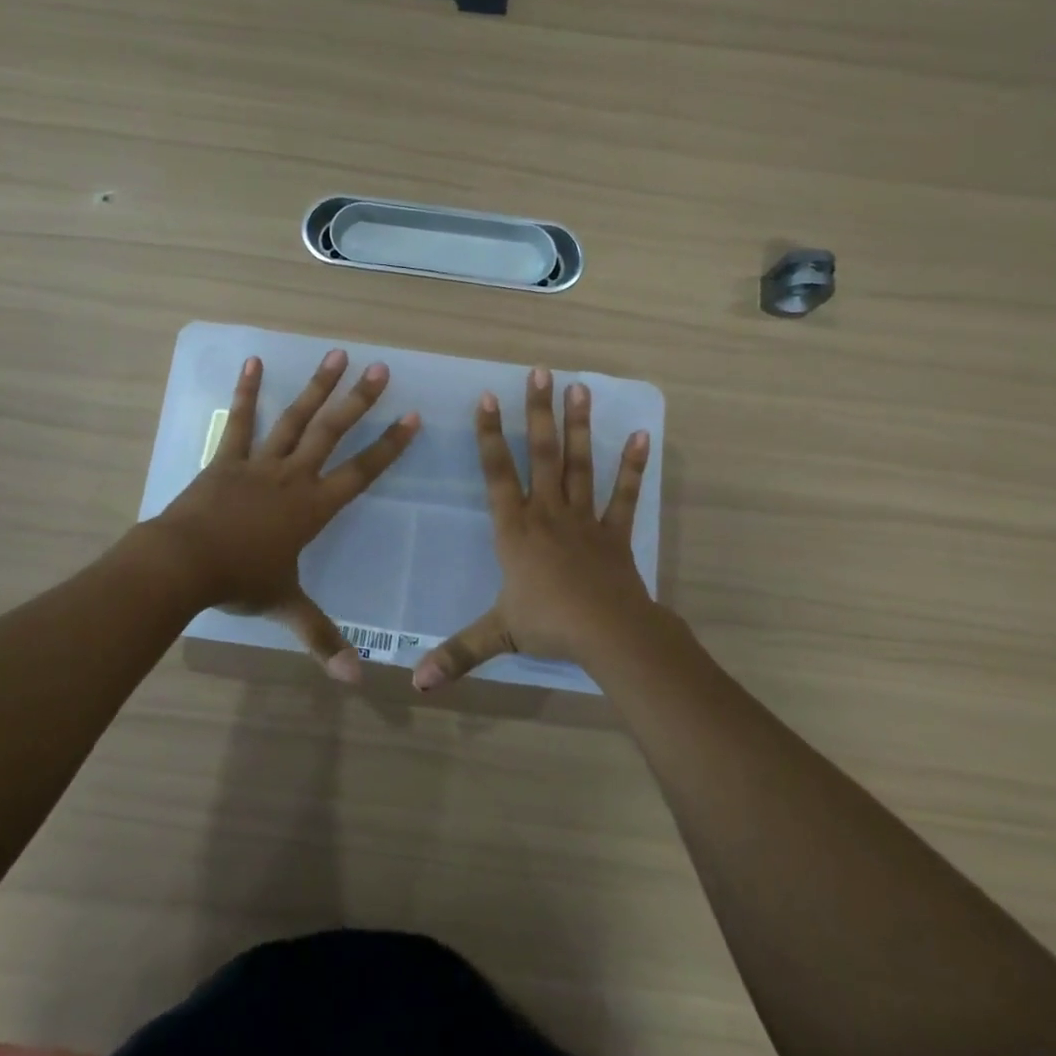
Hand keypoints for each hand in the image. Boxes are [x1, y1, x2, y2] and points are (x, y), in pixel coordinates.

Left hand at [151, 350, 418, 681]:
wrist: (184, 564)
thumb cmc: (240, 583)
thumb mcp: (286, 608)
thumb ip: (322, 638)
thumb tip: (354, 680)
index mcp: (313, 508)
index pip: (362, 472)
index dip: (389, 446)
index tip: (412, 416)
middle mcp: (293, 477)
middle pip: (332, 432)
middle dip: (358, 400)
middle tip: (380, 368)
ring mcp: (259, 463)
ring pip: (295, 418)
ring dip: (317, 386)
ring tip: (337, 354)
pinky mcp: (227, 459)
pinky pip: (241, 420)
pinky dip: (248, 390)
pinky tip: (254, 362)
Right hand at [412, 367, 652, 690]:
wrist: (608, 634)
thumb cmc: (548, 625)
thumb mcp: (496, 636)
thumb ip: (455, 654)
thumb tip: (414, 683)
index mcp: (515, 530)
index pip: (497, 474)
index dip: (490, 436)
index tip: (488, 398)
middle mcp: (547, 513)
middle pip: (542, 454)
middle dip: (538, 413)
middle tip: (540, 372)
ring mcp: (584, 518)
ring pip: (579, 464)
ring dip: (579, 426)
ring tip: (579, 388)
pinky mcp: (614, 532)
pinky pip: (623, 494)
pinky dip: (632, 466)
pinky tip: (641, 436)